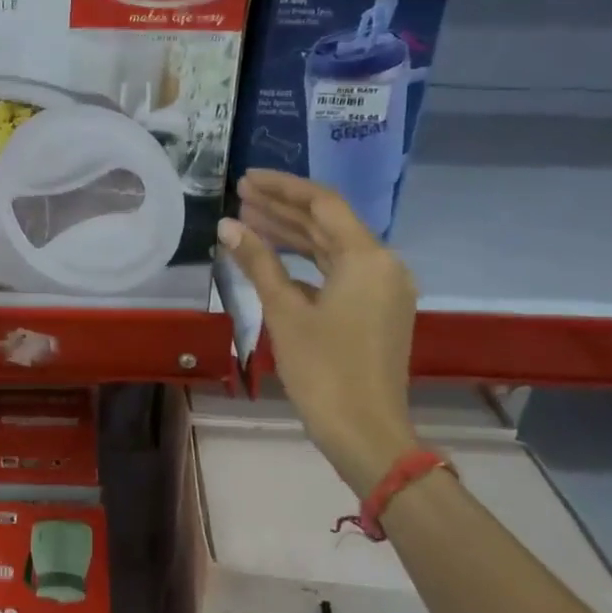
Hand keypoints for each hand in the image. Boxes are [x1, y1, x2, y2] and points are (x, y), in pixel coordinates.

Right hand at [217, 169, 418, 493]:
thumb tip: (227, 226)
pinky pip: (339, 272)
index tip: (245, 180)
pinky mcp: (377, 310)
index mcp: (367, 258)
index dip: (282, 187)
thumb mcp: (285, 312)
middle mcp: (383, 265)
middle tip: (240, 197)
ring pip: (333, 248)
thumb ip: (258, 263)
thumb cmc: (323, 370)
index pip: (322, 204)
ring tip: (250, 222)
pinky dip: (307, 263)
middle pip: (329, 223)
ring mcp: (383, 289)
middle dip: (284, 208)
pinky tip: (275, 262)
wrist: (366, 432)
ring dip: (293, 234)